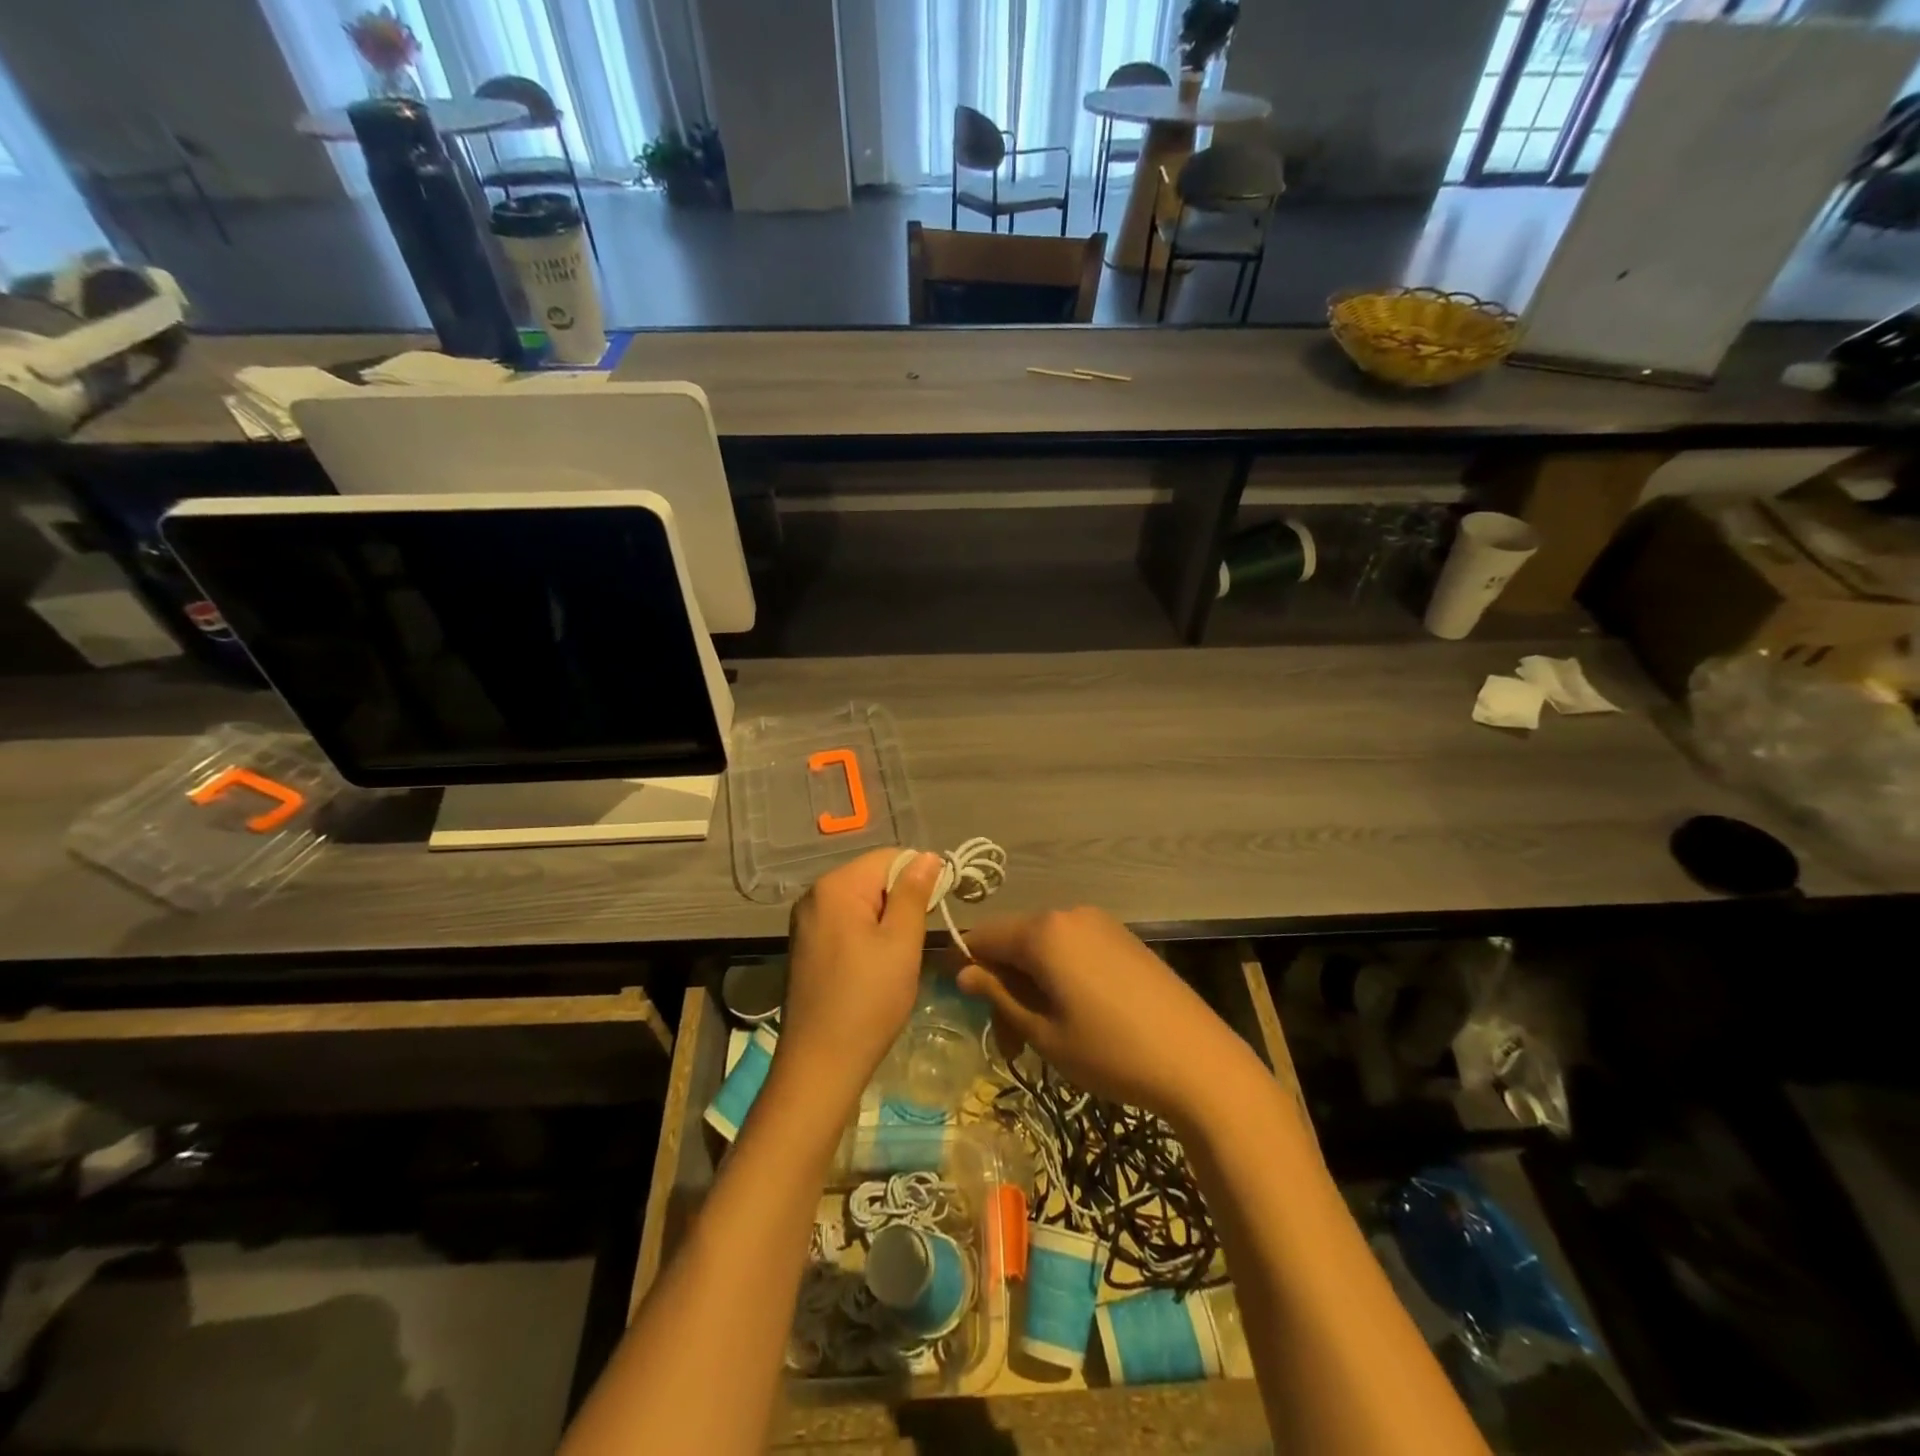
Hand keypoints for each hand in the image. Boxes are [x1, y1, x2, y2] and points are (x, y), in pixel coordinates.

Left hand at [776, 849, 943, 1110]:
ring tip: (901, 953)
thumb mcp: (901, 943)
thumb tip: (927, 856)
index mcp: (836, 887)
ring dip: (887, 918)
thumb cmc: (868, 1000)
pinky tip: (877, 964)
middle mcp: (814, 895)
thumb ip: (914, 893)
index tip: (940, 907)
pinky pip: (846, 921)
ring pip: (861, 901)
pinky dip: (868, 932)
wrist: (820, 1064)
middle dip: (902, 898)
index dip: (920, 875)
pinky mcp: (806, 945)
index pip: (889, 857)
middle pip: (872, 876)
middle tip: (919, 936)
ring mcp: (806, 921)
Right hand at [956, 907, 1263, 1123]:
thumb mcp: (1044, 1032)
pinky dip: (1059, 974)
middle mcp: (1069, 915)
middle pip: (1014, 940)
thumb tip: (964, 972)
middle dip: (1002, 984)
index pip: (982, 936)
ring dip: (1031, 982)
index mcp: (1043, 932)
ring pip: (1044, 945)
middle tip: (1009, 1041)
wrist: (1198, 1061)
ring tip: (1041, 1034)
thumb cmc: (1110, 1051)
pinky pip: (1073, 947)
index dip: (963, 966)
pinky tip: (1073, 1013)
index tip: (961, 1004)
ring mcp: (1100, 923)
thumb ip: (999, 996)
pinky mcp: (1123, 938)